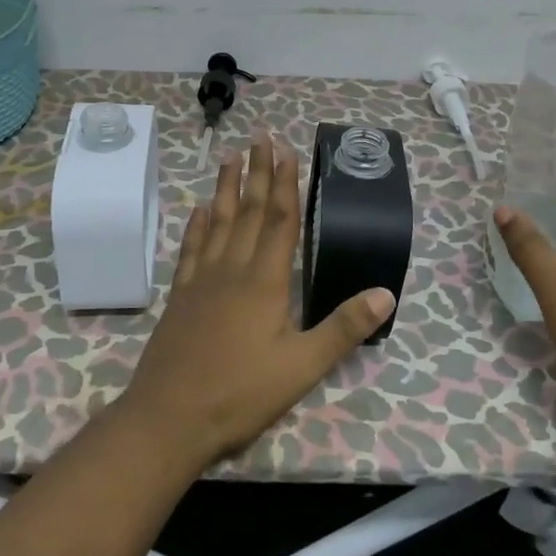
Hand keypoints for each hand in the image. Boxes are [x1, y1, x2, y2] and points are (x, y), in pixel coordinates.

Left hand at [118, 133, 395, 469]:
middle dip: (258, 173)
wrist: (169, 418)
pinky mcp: (180, 297)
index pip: (280, 221)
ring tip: (230, 157)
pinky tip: (198, 210)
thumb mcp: (302, 367)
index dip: (286, 185)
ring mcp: (201, 281)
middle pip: (249, 212)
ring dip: (226, 188)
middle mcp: (232, 270)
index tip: (287, 151)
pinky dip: (197, 226)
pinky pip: (191, 250)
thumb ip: (343, 328)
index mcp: (265, 282)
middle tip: (261, 137)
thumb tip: (386, 292)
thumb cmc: (240, 393)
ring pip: (218, 223)